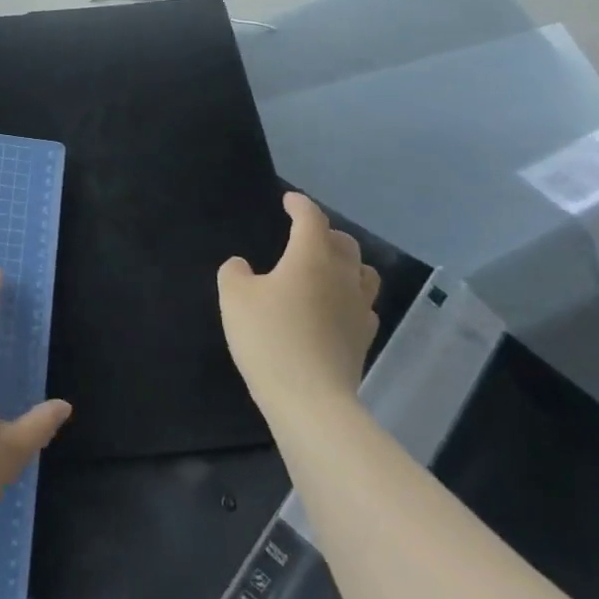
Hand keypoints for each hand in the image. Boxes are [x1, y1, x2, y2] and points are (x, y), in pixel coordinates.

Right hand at [217, 193, 379, 427]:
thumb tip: (243, 266)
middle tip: (305, 234)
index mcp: (310, 257)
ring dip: (346, 263)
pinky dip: (350, 296)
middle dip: (325, 232)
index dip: (300, 205)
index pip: (311, 219)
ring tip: (327, 268)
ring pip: (363, 273)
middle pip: (344, 243)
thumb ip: (234, 273)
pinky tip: (336, 307)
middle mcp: (342, 276)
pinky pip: (363, 305)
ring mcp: (358, 308)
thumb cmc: (268, 337)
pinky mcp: (363, 338)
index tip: (289, 200)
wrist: (309, 398)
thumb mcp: (234, 297)